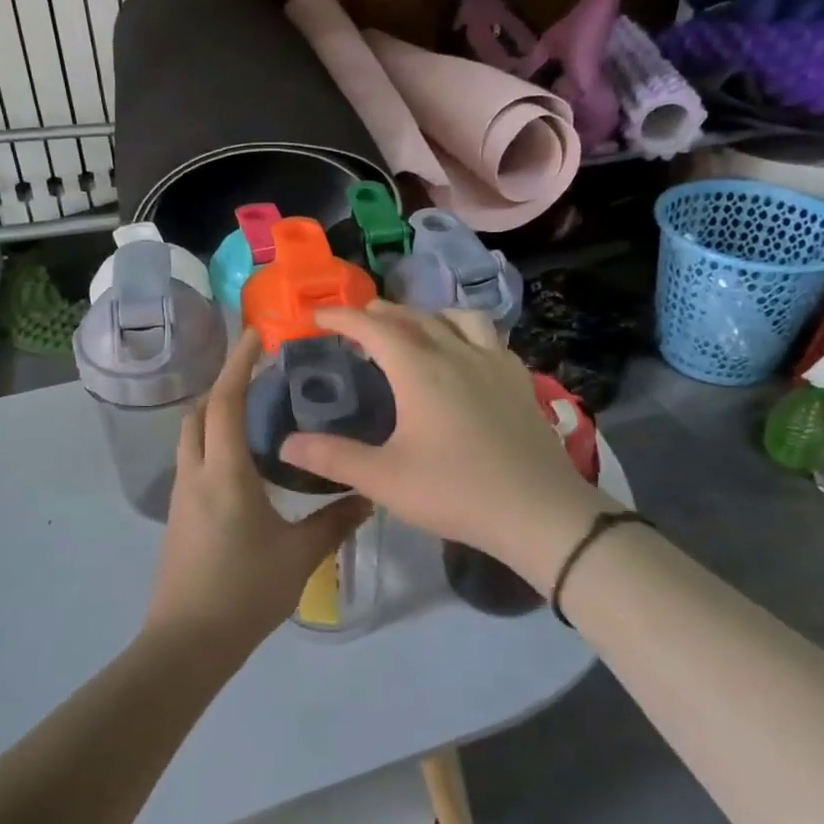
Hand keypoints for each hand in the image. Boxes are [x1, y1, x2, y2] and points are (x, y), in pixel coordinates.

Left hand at [145, 329, 368, 655]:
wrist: (186, 644)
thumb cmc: (244, 592)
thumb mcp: (299, 556)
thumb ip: (335, 521)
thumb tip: (369, 496)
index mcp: (224, 472)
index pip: (225, 400)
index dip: (238, 362)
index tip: (255, 334)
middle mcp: (195, 473)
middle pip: (200, 411)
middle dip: (224, 384)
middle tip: (261, 375)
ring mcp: (181, 494)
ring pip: (192, 435)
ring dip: (216, 413)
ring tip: (255, 411)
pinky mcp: (178, 515)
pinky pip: (193, 459)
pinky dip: (213, 441)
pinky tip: (243, 461)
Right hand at [277, 302, 603, 587]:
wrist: (538, 511)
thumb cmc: (455, 492)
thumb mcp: (384, 479)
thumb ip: (333, 457)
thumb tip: (286, 444)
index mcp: (419, 369)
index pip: (372, 327)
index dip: (341, 317)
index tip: (317, 316)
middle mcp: (455, 352)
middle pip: (412, 316)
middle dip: (379, 312)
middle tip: (356, 322)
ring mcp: (492, 362)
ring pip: (456, 317)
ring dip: (426, 314)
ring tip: (412, 328)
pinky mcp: (518, 378)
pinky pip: (488, 336)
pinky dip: (464, 331)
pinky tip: (464, 354)